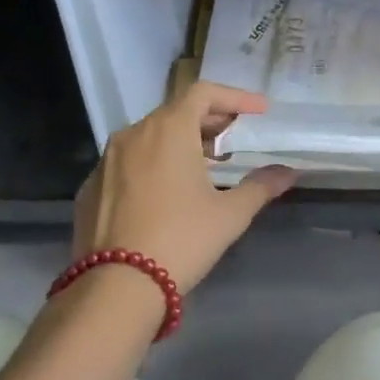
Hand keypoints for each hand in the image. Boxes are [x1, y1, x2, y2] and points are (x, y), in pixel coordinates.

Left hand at [70, 83, 295, 295]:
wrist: (115, 286)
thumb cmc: (181, 239)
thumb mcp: (230, 214)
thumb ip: (260, 186)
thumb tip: (288, 172)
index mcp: (168, 130)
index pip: (203, 93)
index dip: (235, 97)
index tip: (259, 110)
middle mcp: (133, 134)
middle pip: (175, 111)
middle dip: (209, 119)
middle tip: (234, 136)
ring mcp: (106, 160)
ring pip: (149, 136)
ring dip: (180, 141)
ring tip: (204, 164)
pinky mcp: (91, 187)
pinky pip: (128, 162)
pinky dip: (153, 164)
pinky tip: (167, 192)